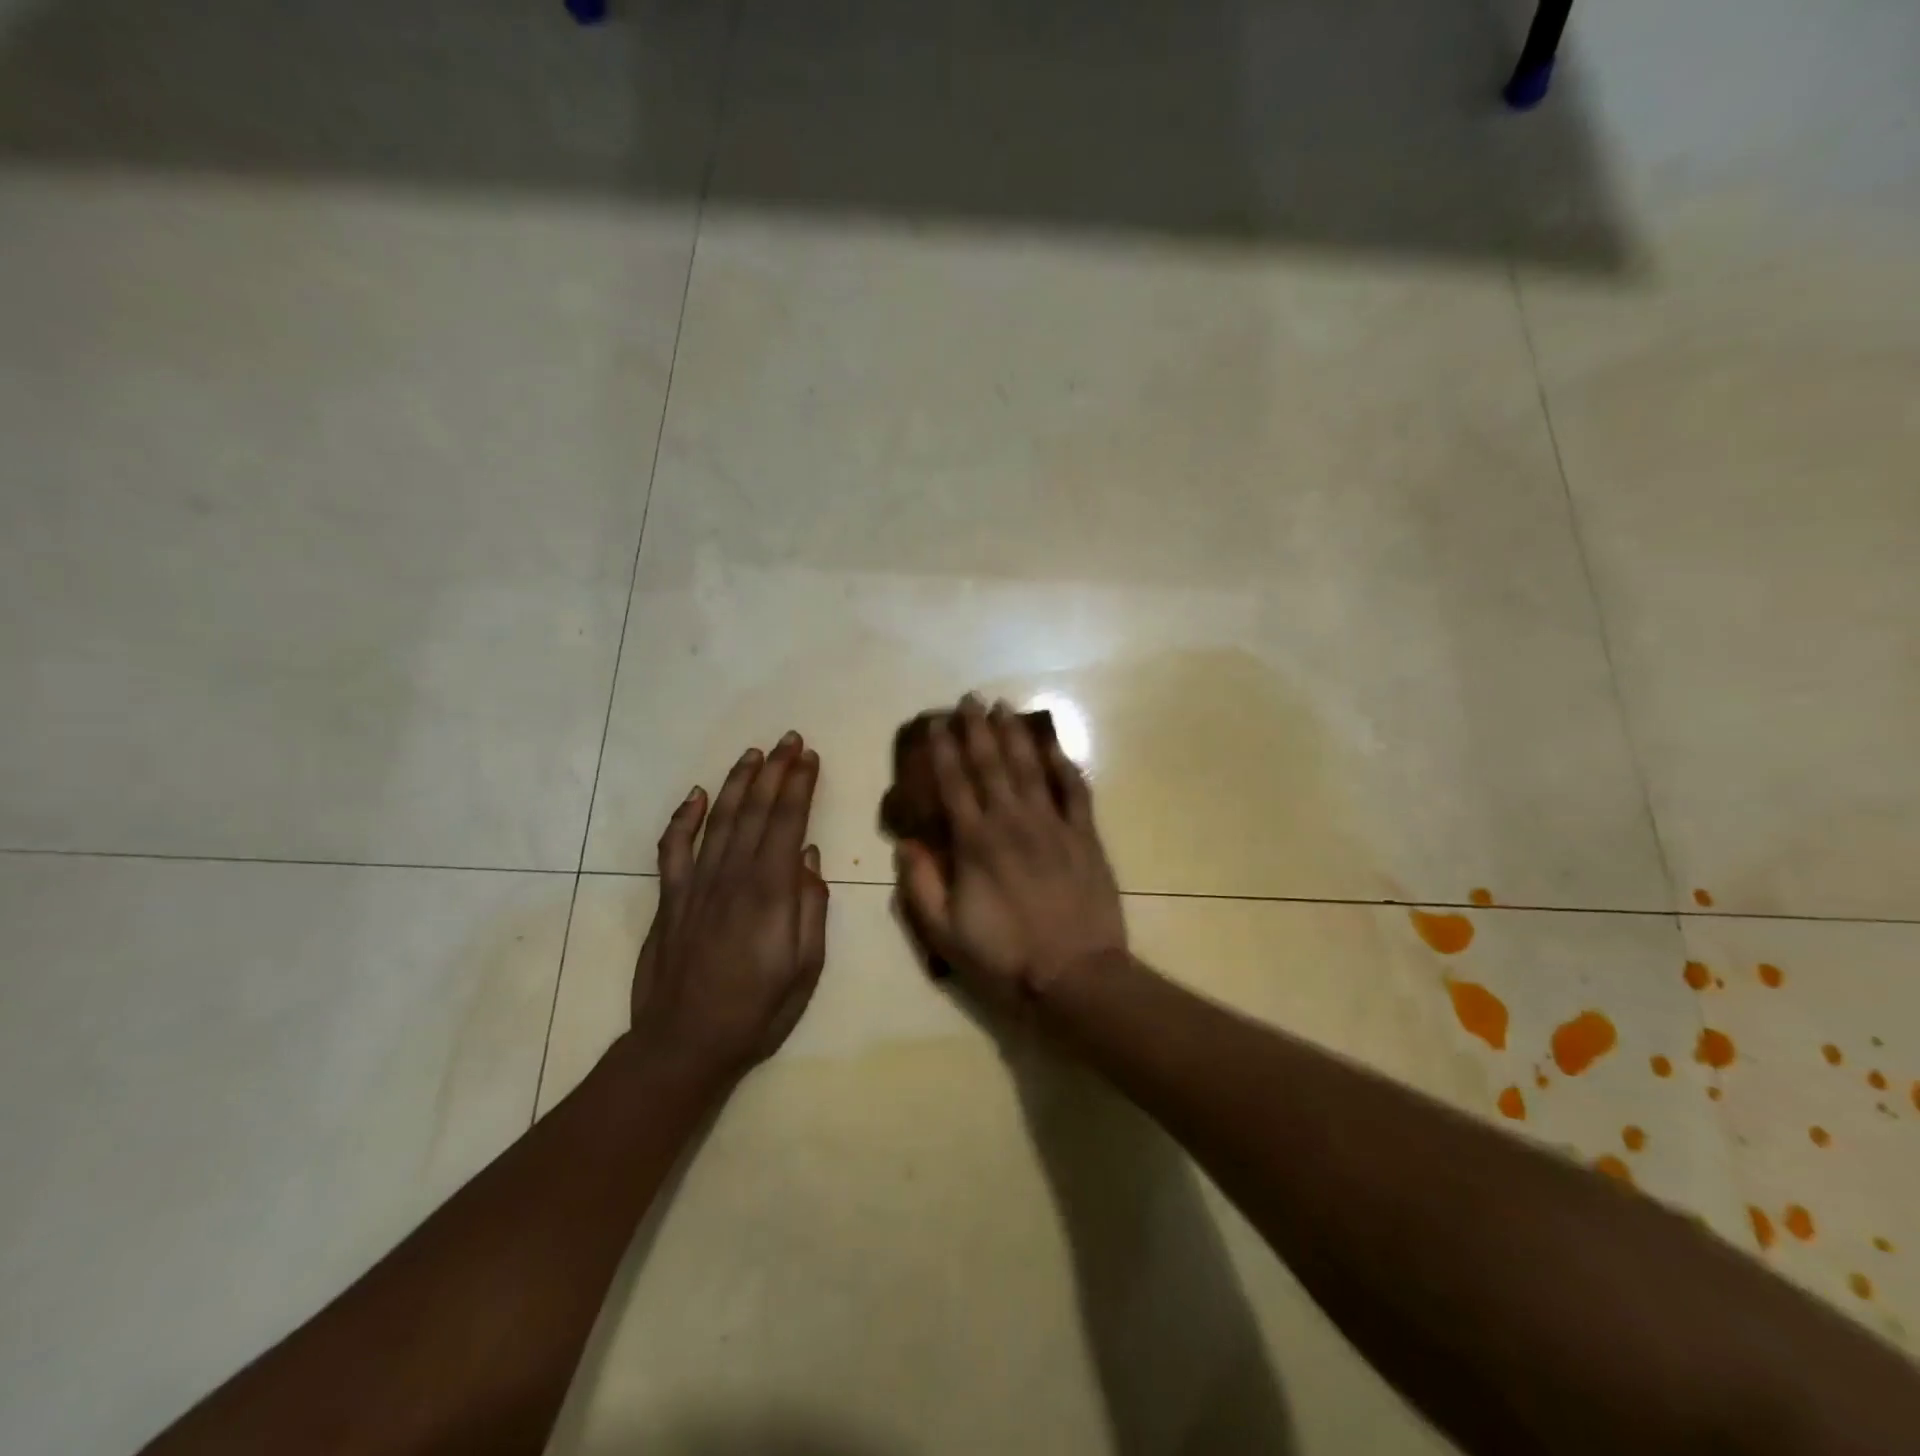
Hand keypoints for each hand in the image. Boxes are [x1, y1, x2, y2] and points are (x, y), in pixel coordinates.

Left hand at [630, 732, 828, 1083]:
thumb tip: (810, 858)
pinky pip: (673, 849)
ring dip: (737, 782)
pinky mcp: (669, 899)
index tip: (809, 756)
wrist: (684, 1043)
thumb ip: (811, 908)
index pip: (788, 822)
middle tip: (788, 739)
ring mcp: (696, 885)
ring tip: (753, 754)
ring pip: (719, 819)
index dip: (799, 785)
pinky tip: (697, 796)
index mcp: (770, 892)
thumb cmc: (757, 1010)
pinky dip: (684, 818)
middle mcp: (732, 876)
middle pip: (755, 810)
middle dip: (774, 771)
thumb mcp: (805, 967)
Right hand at [896, 697, 1126, 1002]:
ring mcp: (1052, 825)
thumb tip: (906, 842)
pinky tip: (1054, 746)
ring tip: (1004, 708)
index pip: (954, 784)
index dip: (943, 751)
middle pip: (991, 765)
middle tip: (969, 699)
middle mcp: (1012, 822)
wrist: (1075, 976)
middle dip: (977, 729)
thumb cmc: (1004, 957)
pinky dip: (1064, 765)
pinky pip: (1075, 791)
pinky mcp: (1085, 836)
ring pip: (1030, 768)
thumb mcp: (945, 933)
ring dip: (1015, 735)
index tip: (935, 723)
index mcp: (975, 843)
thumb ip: (921, 885)